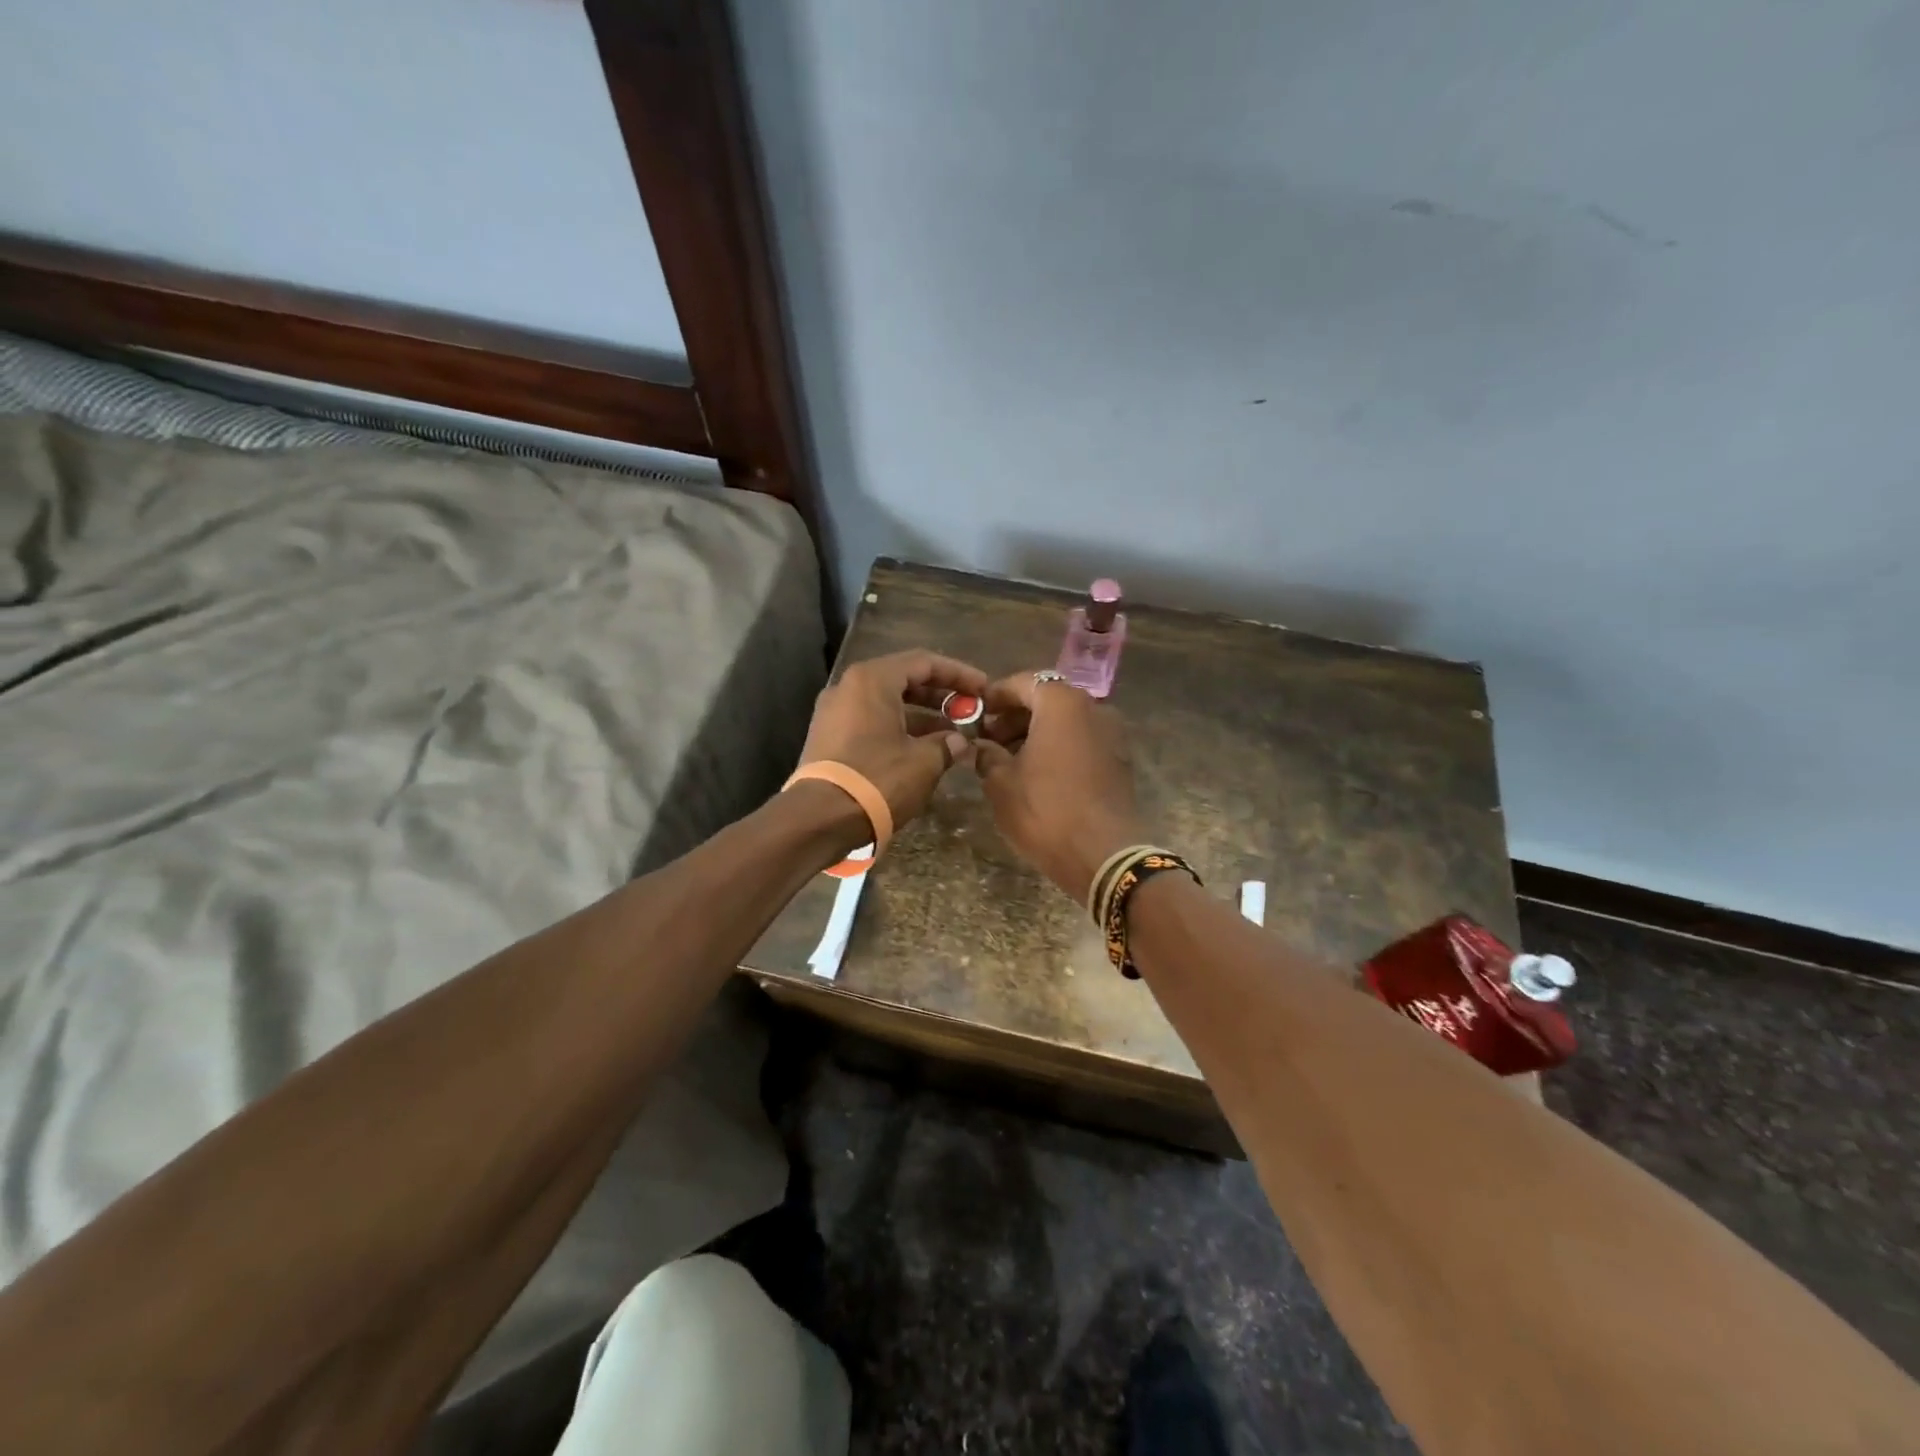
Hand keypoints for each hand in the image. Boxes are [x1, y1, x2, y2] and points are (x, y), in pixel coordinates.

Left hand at [798, 650, 988, 829]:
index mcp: (872, 680)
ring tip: (953, 733)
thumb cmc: (878, 779)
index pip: (924, 662)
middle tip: (969, 709)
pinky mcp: (829, 738)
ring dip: (921, 715)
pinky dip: (899, 728)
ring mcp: (834, 713)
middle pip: (903, 679)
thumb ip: (947, 744)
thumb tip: (959, 741)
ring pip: (887, 703)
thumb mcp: (924, 762)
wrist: (819, 819)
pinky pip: (871, 721)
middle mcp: (849, 687)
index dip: (958, 674)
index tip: (983, 688)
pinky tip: (923, 748)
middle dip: (940, 695)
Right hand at [973, 672, 1147, 902]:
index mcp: (1062, 703)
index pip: (1023, 682)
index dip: (996, 695)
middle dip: (1016, 715)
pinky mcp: (1120, 760)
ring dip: (1037, 732)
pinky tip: (1038, 773)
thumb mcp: (1001, 782)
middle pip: (1048, 699)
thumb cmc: (1045, 810)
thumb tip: (979, 746)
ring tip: (1009, 759)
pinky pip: (1082, 740)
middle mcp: (1094, 708)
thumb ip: (986, 754)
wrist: (1103, 855)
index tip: (976, 712)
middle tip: (989, 738)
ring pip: (1067, 721)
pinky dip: (1059, 746)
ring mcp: (1113, 734)